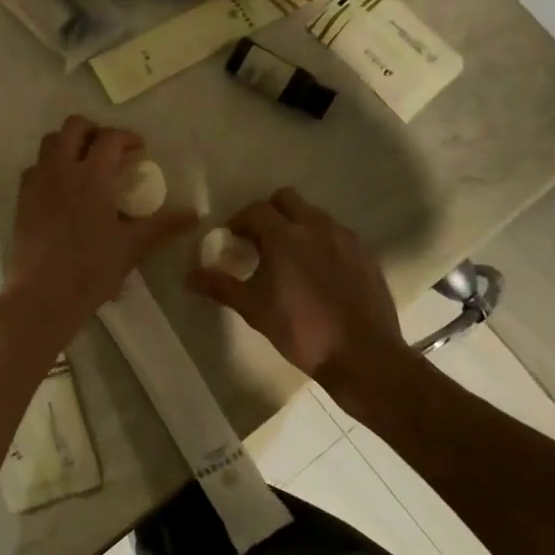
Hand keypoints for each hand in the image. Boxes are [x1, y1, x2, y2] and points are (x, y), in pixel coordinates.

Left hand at [6, 117, 195, 337]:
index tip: (139, 149)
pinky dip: (49, 168)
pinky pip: (33, 169)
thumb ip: (163, 225)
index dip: (127, 137)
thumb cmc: (92, 269)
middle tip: (110, 150)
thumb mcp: (133, 246)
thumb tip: (194, 214)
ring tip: (85, 165)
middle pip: (74, 127)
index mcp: (91, 176)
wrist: (43, 294)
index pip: (110, 138)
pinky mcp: (21, 200)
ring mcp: (37, 183)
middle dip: (95, 130)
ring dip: (69, 144)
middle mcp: (61, 170)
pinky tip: (61, 190)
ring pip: (49, 143)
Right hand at [188, 188, 410, 402]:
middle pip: (286, 199)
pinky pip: (336, 234)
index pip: (255, 209)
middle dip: (269, 213)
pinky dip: (321, 241)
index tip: (232, 240)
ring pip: (314, 214)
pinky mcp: (365, 253)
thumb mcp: (255, 310)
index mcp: (285, 236)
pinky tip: (318, 272)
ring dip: (296, 225)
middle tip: (259, 241)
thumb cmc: (302, 331)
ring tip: (289, 258)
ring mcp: (345, 238)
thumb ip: (221, 286)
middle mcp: (316, 226)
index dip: (239, 221)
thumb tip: (189, 276)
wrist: (364, 355)